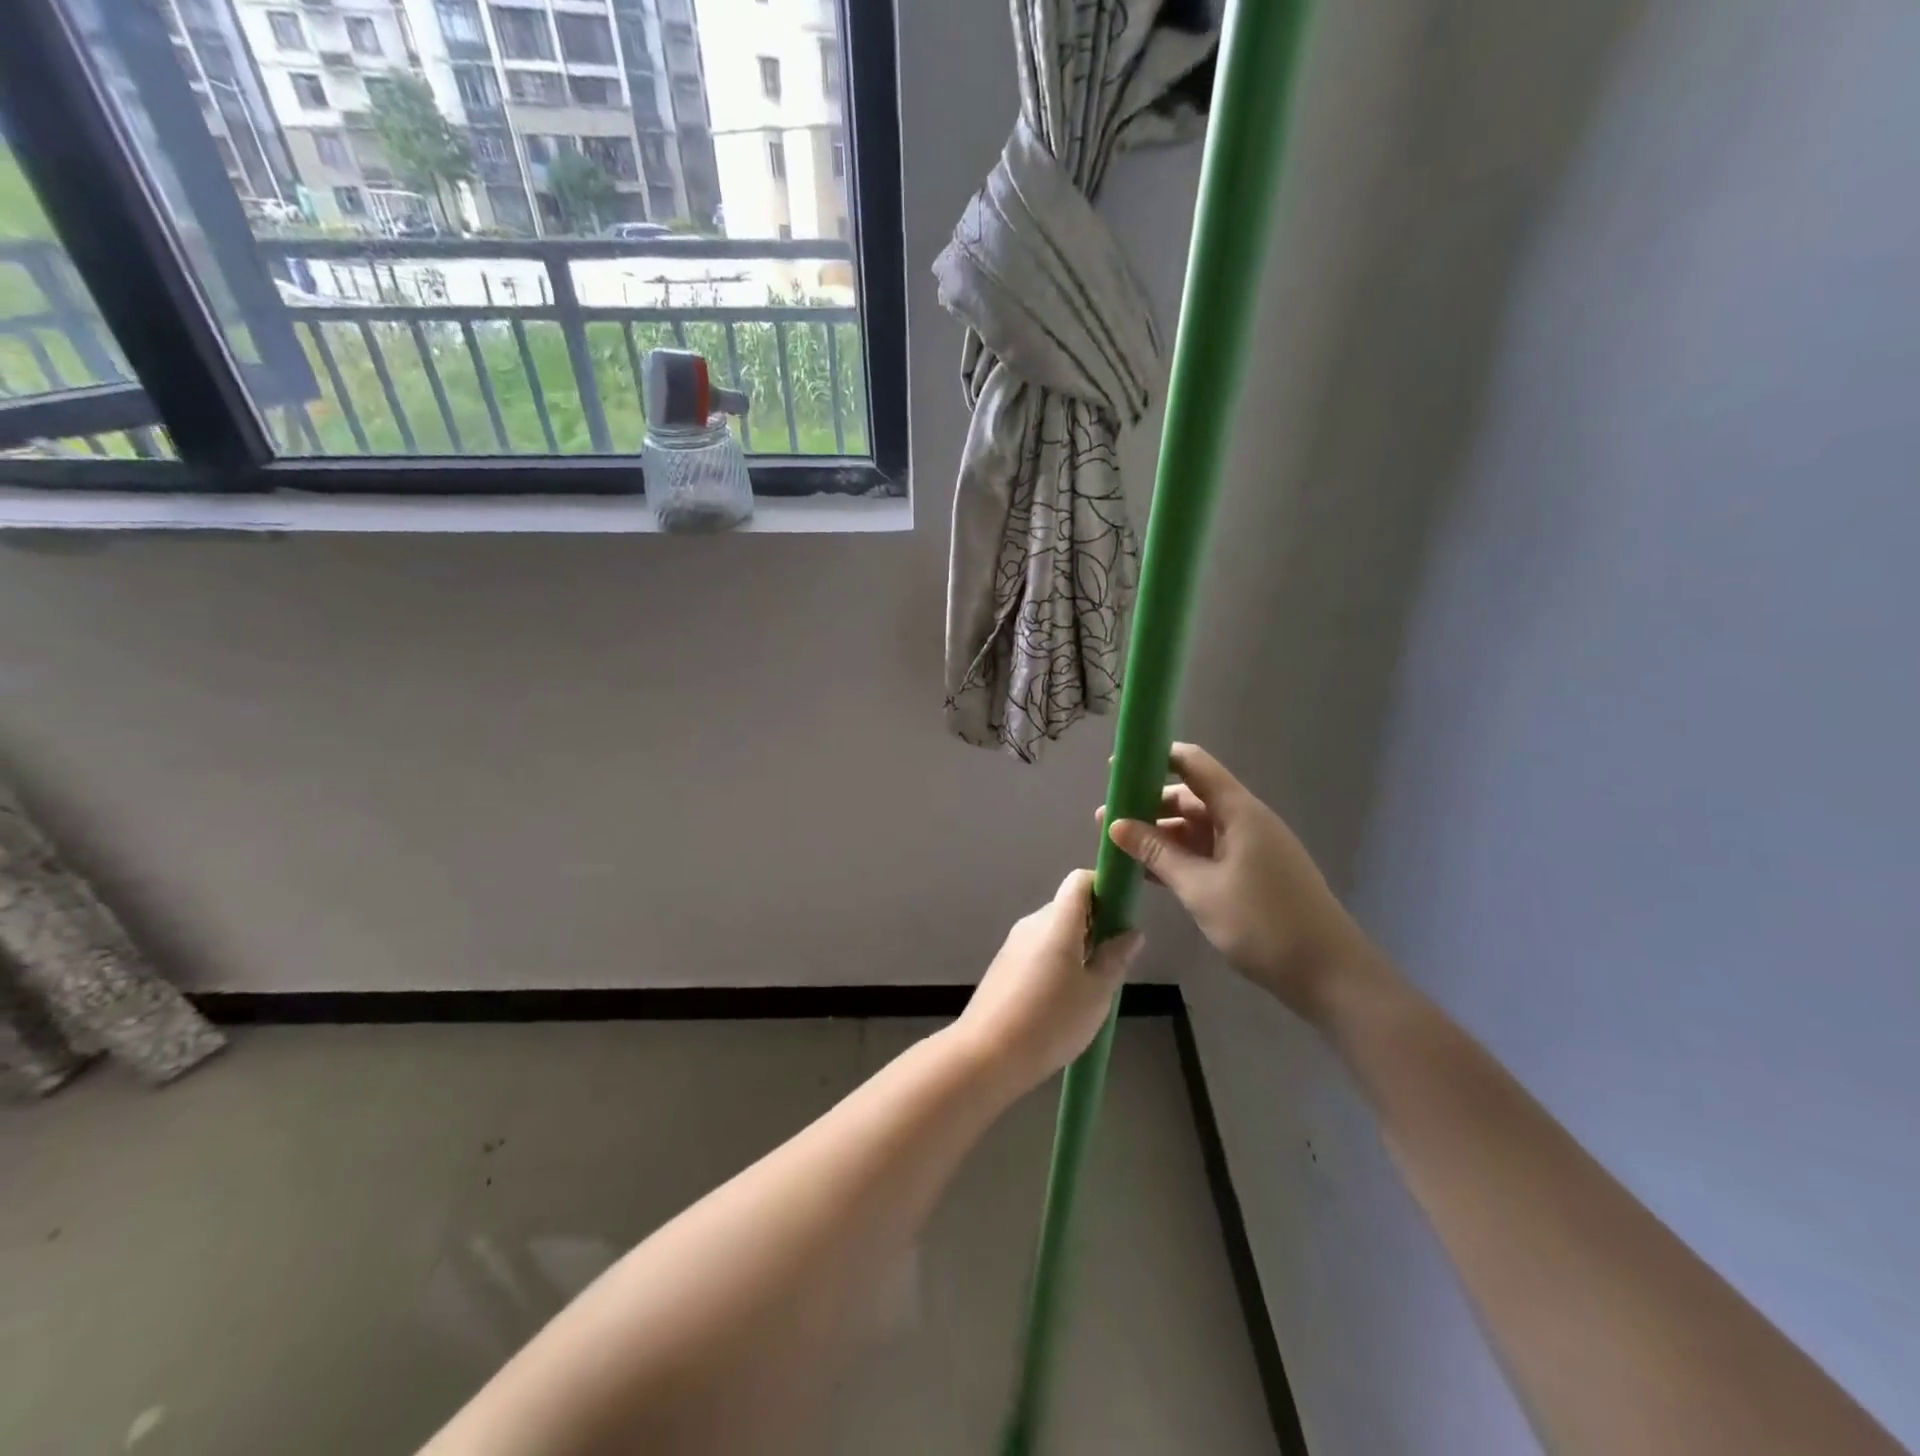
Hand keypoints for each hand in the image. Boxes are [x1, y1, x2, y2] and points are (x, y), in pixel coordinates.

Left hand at [955, 870, 1142, 1094]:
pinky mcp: (1004, 965)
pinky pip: (1038, 949)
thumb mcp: (1096, 993)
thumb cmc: (1050, 1021)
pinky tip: (1064, 998)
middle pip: (1069, 906)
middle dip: (1096, 923)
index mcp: (1057, 922)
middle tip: (1115, 959)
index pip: (1080, 880)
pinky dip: (1057, 960)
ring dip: (1077, 945)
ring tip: (1093, 985)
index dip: (1105, 887)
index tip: (1123, 914)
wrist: (986, 1054)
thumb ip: (1115, 958)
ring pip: (1054, 930)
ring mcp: (1014, 943)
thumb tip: (1130, 931)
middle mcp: (1032, 923)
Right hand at [1101, 743, 1376, 1023]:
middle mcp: (1244, 821)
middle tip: (1106, 821)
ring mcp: (1249, 848)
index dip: (1155, 758)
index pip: (1192, 764)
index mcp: (1238, 811)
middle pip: (1190, 797)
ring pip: (1196, 829)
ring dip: (1159, 835)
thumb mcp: (1200, 887)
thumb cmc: (1263, 923)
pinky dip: (1177, 858)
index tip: (1117, 769)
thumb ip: (1157, 853)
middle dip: (1147, 805)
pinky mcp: (1250, 874)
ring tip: (1119, 848)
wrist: (1329, 973)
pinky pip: (1206, 853)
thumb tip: (1115, 824)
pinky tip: (1147, 873)